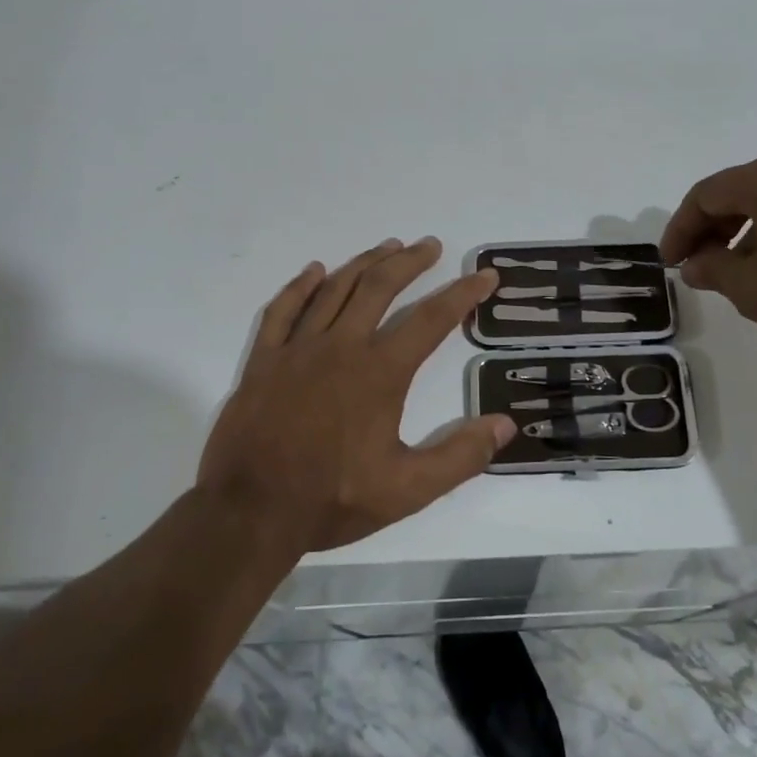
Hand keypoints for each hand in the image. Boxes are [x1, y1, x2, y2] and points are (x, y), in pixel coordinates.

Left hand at [198, 238, 513, 552]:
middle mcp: (341, 347)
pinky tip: (315, 271)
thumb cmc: (332, 499)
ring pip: (334, 290)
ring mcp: (297, 350)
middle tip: (429, 245)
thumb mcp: (409, 490)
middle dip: (409, 262)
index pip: (431, 319)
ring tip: (387, 248)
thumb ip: (460, 456)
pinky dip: (301, 286)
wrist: (250, 512)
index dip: (462, 294)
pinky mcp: (263, 361)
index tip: (484, 277)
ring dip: (364, 264)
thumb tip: (505, 424)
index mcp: (379, 372)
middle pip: (380, 288)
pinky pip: (282, 310)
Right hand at [659, 151, 756, 364]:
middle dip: (710, 231)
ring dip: (743, 235)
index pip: (705, 196)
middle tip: (697, 268)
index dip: (679, 230)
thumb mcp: (752, 289)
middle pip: (739, 193)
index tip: (670, 264)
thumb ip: (713, 270)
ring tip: (736, 275)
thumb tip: (696, 264)